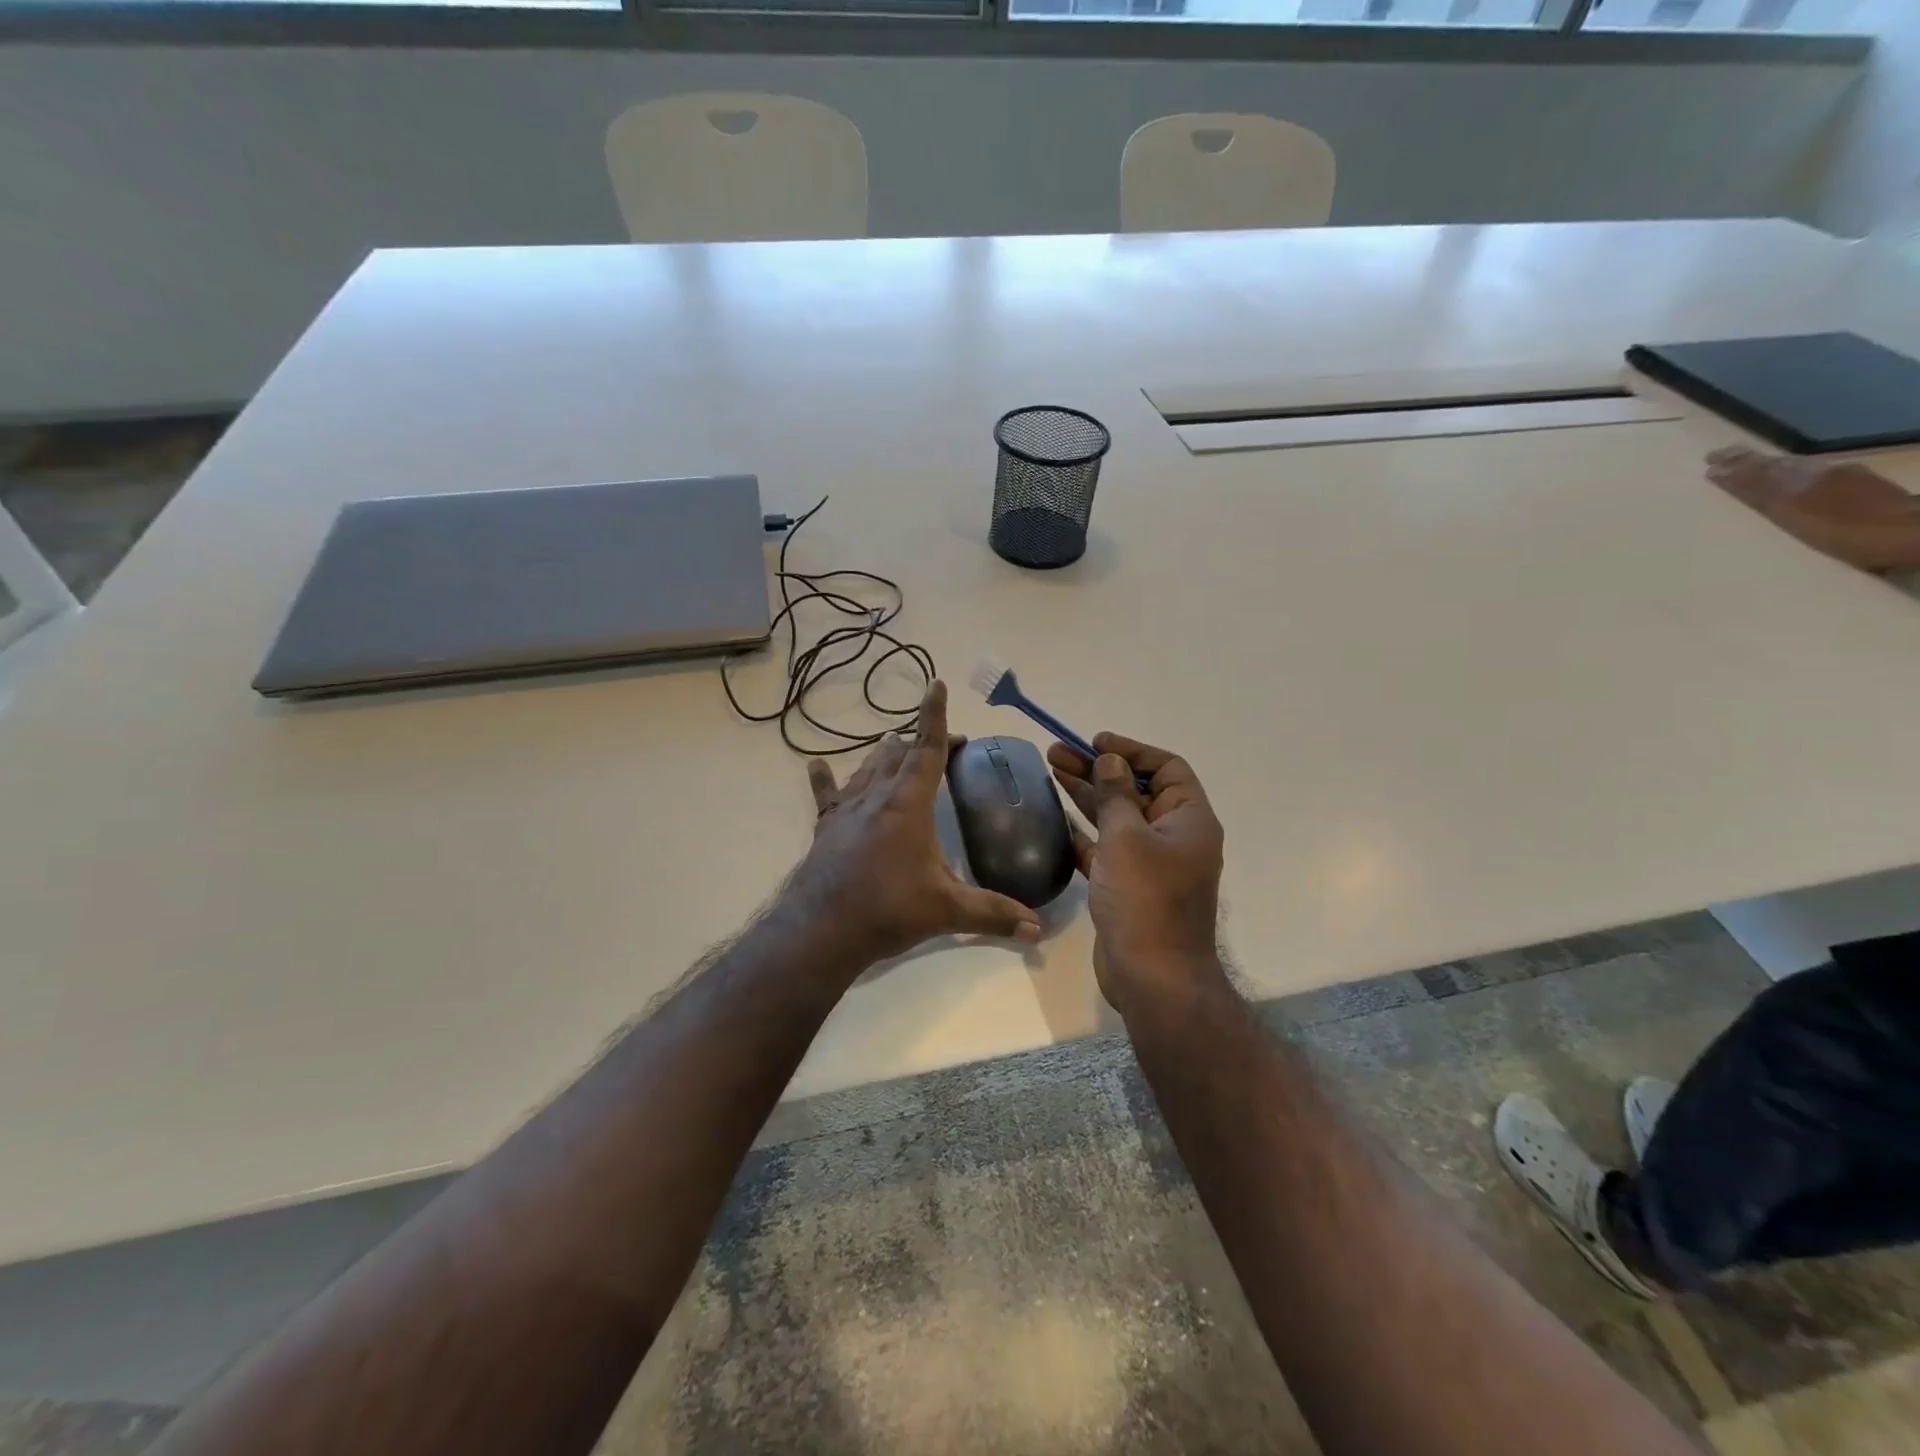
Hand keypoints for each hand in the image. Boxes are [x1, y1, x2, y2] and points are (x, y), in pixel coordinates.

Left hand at [790, 680, 1041, 966]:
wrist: (822, 930)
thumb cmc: (888, 910)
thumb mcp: (946, 910)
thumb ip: (993, 914)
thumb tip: (1038, 930)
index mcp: (908, 804)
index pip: (927, 749)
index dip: (934, 716)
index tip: (937, 684)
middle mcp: (876, 796)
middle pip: (899, 754)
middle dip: (923, 742)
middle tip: (945, 745)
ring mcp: (847, 810)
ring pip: (868, 767)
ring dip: (886, 754)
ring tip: (896, 744)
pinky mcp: (826, 827)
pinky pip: (826, 794)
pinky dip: (826, 778)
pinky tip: (816, 765)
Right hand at [1047, 732, 1225, 1012]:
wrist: (1152, 976)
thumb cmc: (1145, 898)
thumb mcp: (1127, 837)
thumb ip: (1116, 794)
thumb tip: (1112, 761)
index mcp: (1189, 819)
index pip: (1166, 768)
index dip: (1131, 751)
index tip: (1095, 743)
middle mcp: (1174, 837)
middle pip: (1135, 791)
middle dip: (1097, 770)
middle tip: (1055, 753)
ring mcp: (1151, 864)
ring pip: (1117, 818)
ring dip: (1087, 796)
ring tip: (1050, 771)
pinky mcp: (1129, 887)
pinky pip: (1106, 849)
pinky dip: (1085, 833)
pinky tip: (1057, 818)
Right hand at [1707, 447, 1919, 572]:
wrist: (1910, 532)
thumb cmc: (1843, 532)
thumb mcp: (1789, 513)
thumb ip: (1755, 491)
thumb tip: (1718, 471)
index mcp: (1796, 478)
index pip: (1754, 469)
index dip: (1731, 467)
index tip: (1708, 463)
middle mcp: (1815, 472)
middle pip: (1775, 464)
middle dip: (1746, 461)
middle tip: (1721, 456)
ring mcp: (1841, 477)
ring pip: (1796, 466)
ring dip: (1769, 464)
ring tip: (1751, 464)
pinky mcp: (1861, 486)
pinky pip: (1817, 472)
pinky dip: (1796, 471)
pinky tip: (1797, 475)